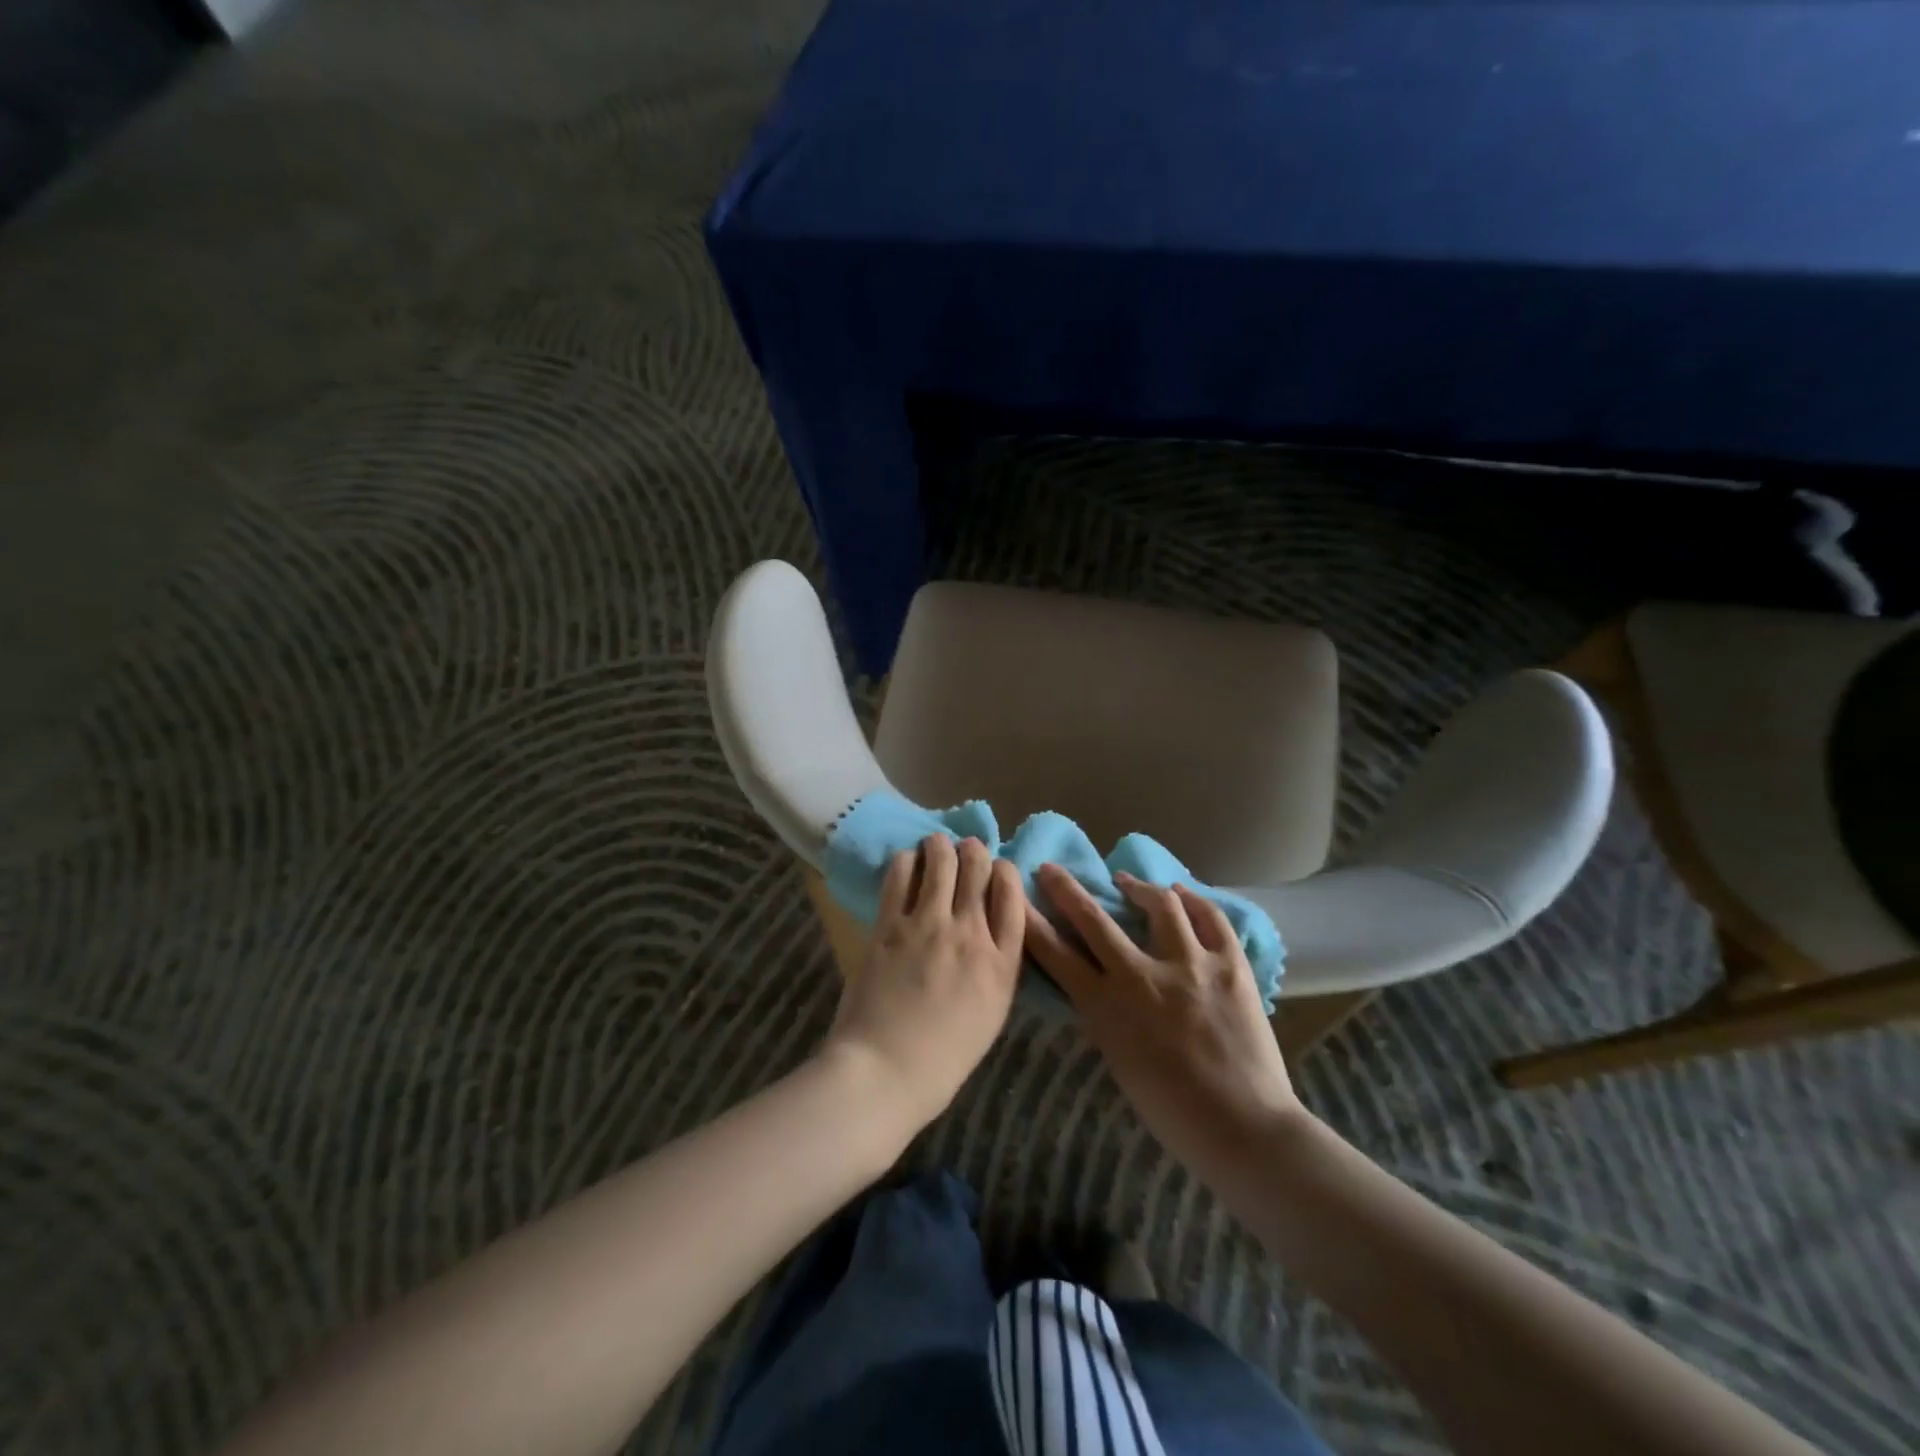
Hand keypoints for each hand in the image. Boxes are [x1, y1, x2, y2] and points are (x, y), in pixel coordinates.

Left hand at [824, 835, 1025, 1132]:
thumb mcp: (990, 1014)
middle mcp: (971, 933)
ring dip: (940, 845)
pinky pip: (901, 874)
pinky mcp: (890, 924)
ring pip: (942, 860)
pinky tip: (907, 862)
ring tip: (935, 846)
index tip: (997, 869)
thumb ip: (996, 967)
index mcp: (1002, 963)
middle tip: (965, 851)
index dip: (1005, 871)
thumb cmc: (943, 1058)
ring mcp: (929, 925)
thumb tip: (988, 931)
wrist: (886, 1072)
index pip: (1013, 894)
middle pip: (979, 868)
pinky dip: (907, 860)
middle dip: (974, 851)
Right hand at [1026, 865, 1302, 1181]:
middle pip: (1094, 919)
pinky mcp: (1229, 964)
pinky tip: (1182, 893)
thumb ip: (1104, 1017)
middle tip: (1052, 870)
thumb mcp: (1119, 1063)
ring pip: (1159, 904)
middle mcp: (1142, 976)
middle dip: (1066, 890)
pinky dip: (1194, 900)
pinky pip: (1211, 918)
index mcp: (1108, 1007)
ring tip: (1128, 881)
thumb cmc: (1172, 1112)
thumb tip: (1096, 985)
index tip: (1018, 898)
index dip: (1032, 922)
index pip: (1057, 955)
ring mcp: (1190, 965)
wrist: (1244, 1129)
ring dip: (1137, 887)